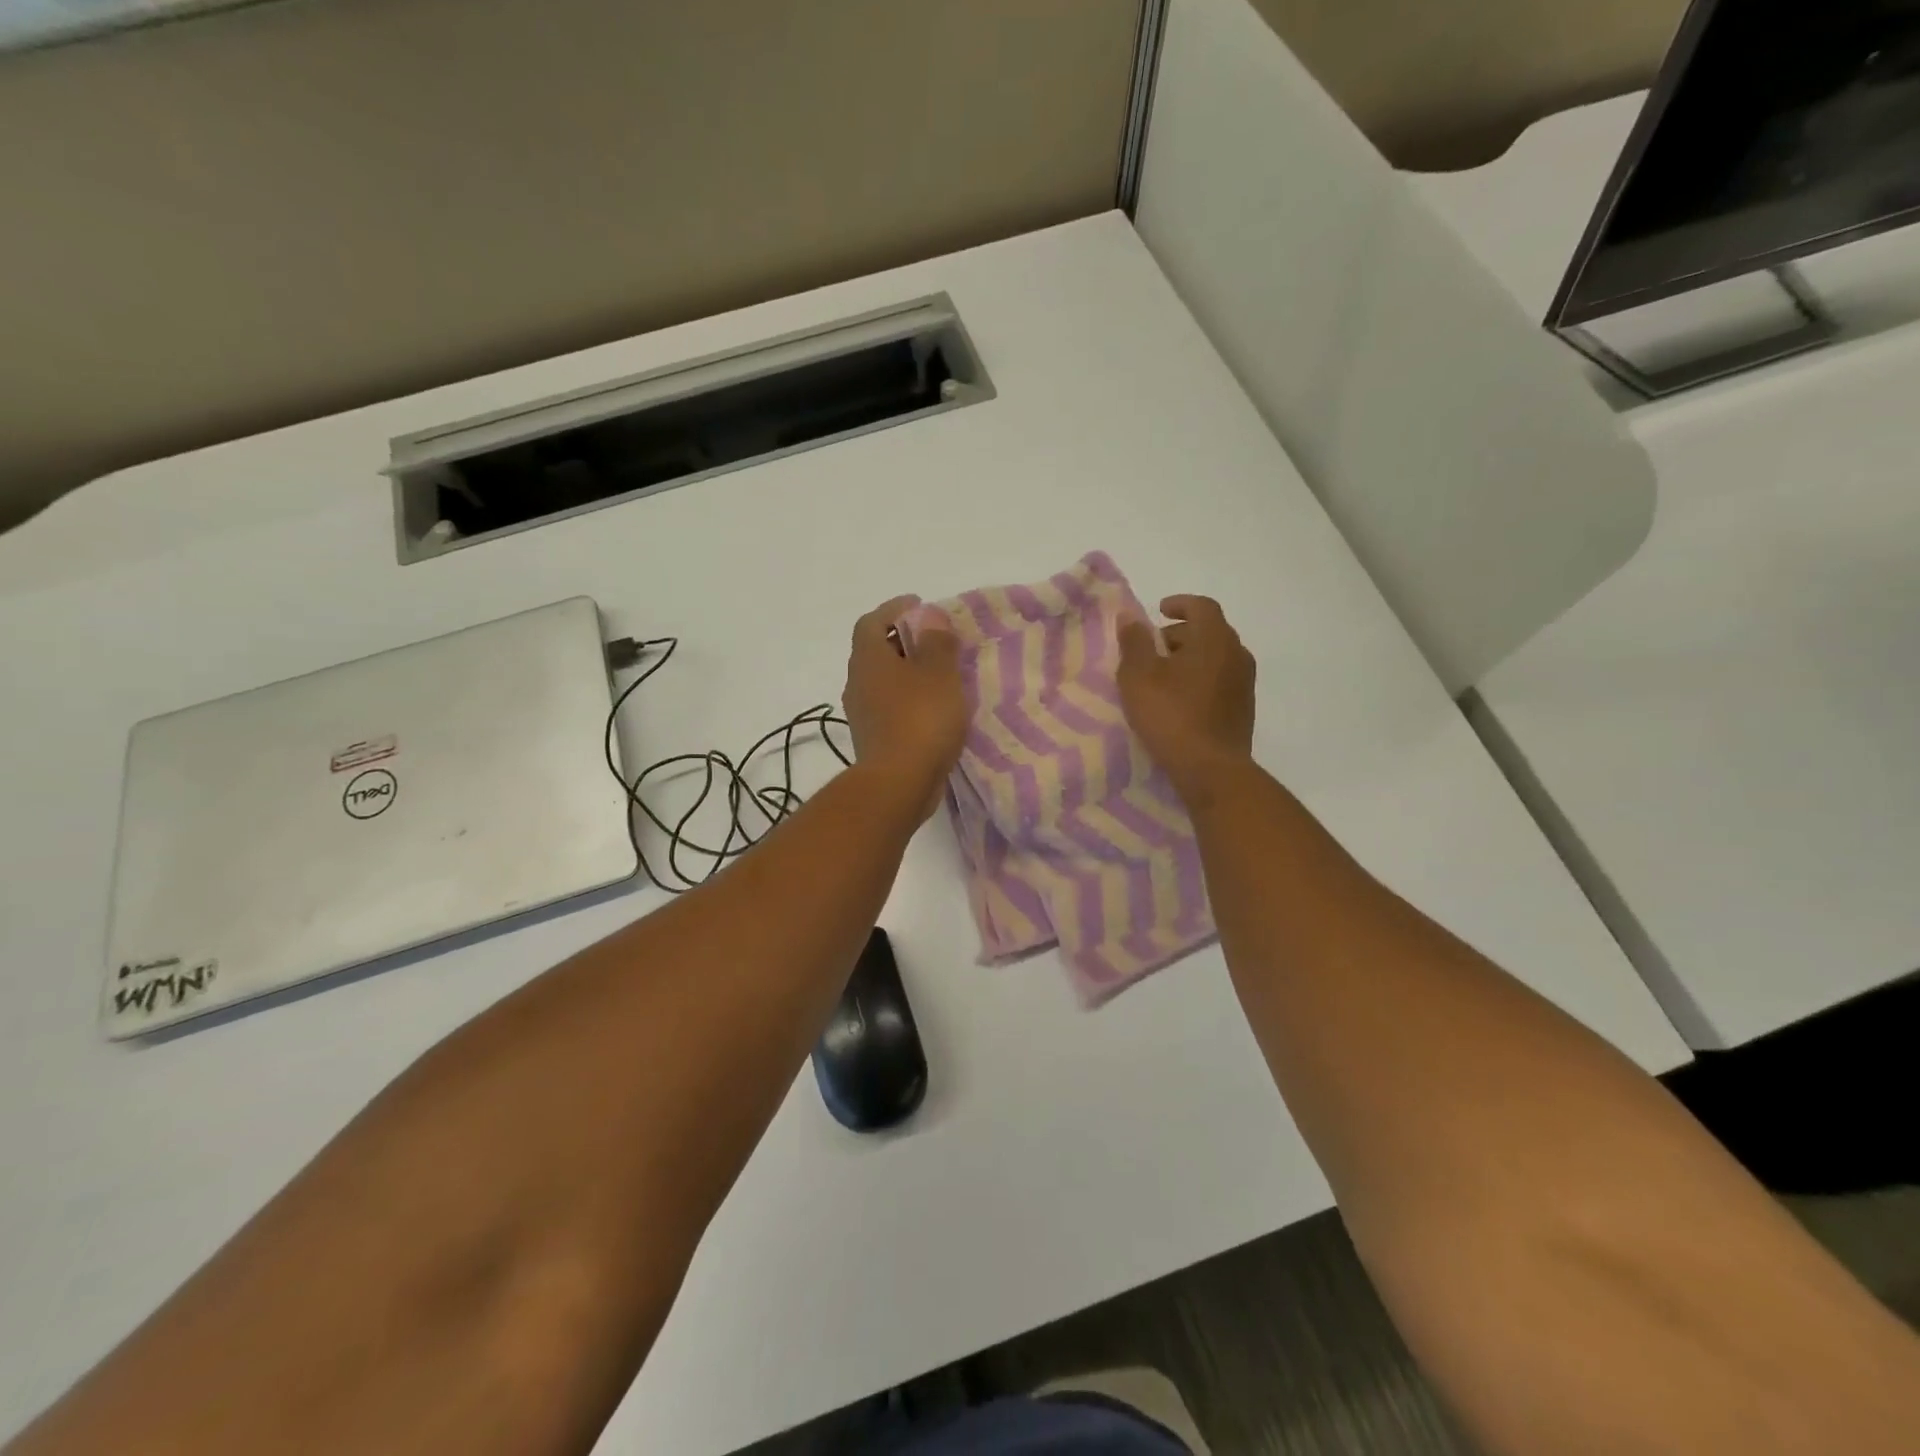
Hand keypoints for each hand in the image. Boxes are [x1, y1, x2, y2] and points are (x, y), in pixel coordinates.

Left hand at [841, 596, 966, 819]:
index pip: (872, 622)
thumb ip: (936, 640)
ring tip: (940, 674)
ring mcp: (862, 714)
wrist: (898, 784)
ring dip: (907, 673)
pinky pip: (891, 707)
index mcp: (868, 659)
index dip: (894, 610)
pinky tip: (934, 708)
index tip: (919, 606)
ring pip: (883, 681)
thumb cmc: (920, 719)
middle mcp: (857, 682)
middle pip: (876, 651)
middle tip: (935, 640)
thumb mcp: (939, 672)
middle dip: (903, 641)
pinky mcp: (873, 740)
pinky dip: (909, 700)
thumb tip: (929, 617)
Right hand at [1117, 595, 1256, 803]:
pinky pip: (1220, 681)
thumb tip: (1130, 615)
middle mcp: (1237, 655)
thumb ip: (1134, 642)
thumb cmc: (1171, 715)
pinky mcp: (1243, 710)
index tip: (1159, 610)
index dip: (1179, 604)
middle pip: (1209, 632)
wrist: (1211, 769)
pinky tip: (1179, 700)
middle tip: (1152, 648)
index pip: (1202, 607)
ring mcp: (1244, 684)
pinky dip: (1199, 679)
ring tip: (1162, 676)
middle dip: (1180, 634)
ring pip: (1216, 658)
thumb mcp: (1139, 676)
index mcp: (1215, 639)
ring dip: (1190, 658)